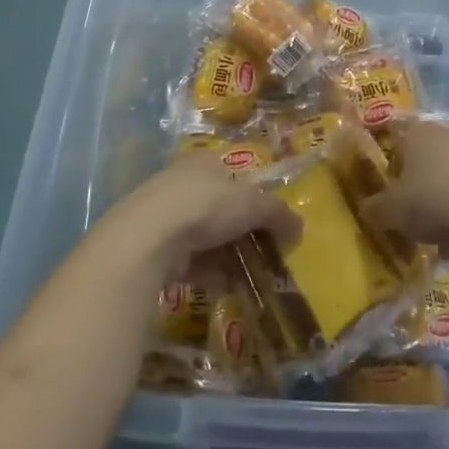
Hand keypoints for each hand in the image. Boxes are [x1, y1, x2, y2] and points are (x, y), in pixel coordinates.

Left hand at [105, 152, 301, 271]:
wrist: (148, 238)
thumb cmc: (205, 206)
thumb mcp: (252, 205)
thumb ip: (278, 214)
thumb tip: (299, 227)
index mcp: (204, 162)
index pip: (233, 173)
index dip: (253, 194)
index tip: (269, 219)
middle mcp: (181, 183)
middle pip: (220, 207)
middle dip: (241, 230)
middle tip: (263, 251)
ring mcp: (164, 215)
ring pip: (204, 236)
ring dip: (226, 255)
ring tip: (250, 274)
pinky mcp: (153, 247)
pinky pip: (189, 260)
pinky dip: (207, 272)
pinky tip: (225, 286)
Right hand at [360, 120, 448, 260]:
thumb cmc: (434, 201)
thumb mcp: (390, 211)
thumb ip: (373, 208)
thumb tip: (368, 209)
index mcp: (417, 134)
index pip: (393, 145)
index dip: (387, 174)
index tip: (387, 200)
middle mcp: (446, 137)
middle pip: (422, 167)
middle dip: (415, 195)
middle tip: (408, 222)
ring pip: (447, 185)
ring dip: (439, 212)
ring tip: (435, 244)